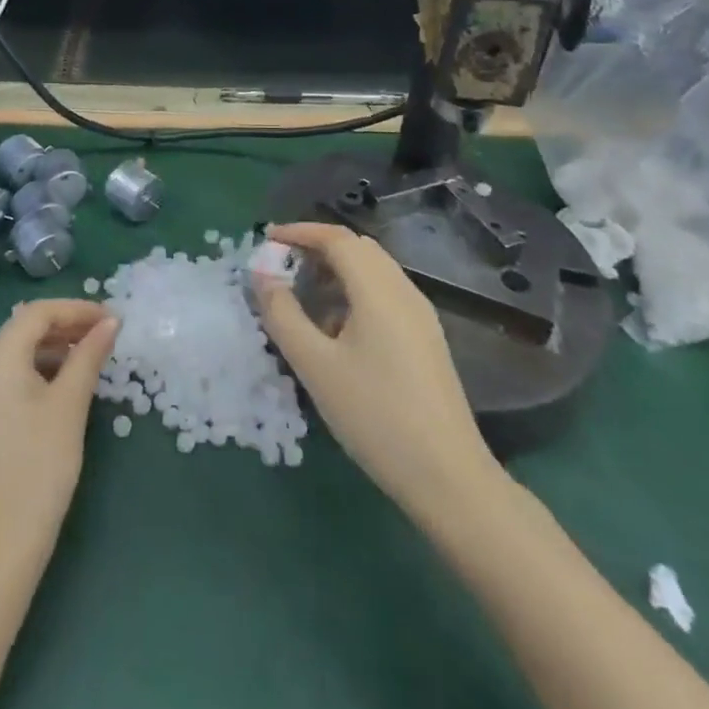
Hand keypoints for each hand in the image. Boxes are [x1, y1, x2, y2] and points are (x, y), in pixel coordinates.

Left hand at [0, 299, 118, 575]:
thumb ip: (89, 356)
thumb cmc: (39, 467)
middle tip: (108, 334)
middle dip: (67, 325)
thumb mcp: (70, 405)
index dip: (78, 309)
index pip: (38, 313)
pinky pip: (11, 374)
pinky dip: (41, 369)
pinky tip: (67, 383)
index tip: (113, 318)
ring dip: (56, 347)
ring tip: (93, 356)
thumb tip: (111, 322)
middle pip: (25, 328)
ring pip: (19, 351)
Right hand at [255, 223, 502, 523]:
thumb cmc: (374, 416)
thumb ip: (283, 314)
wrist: (447, 476)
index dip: (300, 232)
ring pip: (373, 271)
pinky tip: (336, 329)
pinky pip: (385, 295)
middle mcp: (403, 290)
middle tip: (281, 265)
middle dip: (317, 248)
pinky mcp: (426, 337)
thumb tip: (261, 273)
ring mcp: (420, 314)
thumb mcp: (315, 365)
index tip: (267, 240)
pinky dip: (354, 292)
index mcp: (378, 289)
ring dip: (336, 271)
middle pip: (358, 248)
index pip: (336, 238)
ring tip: (302, 296)